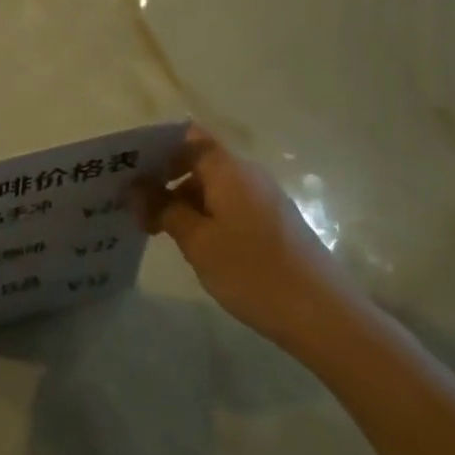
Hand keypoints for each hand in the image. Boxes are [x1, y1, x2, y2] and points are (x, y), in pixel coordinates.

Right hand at [141, 124, 364, 352]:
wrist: (324, 317)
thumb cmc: (253, 272)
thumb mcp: (198, 242)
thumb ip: (164, 209)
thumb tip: (136, 187)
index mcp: (228, 169)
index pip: (187, 137)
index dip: (156, 147)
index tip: (129, 172)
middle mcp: (247, 175)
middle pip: (197, 161)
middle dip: (163, 179)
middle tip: (132, 207)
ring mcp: (263, 200)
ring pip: (211, 187)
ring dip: (181, 201)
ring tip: (154, 230)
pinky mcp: (273, 224)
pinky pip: (228, 206)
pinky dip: (203, 216)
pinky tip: (190, 244)